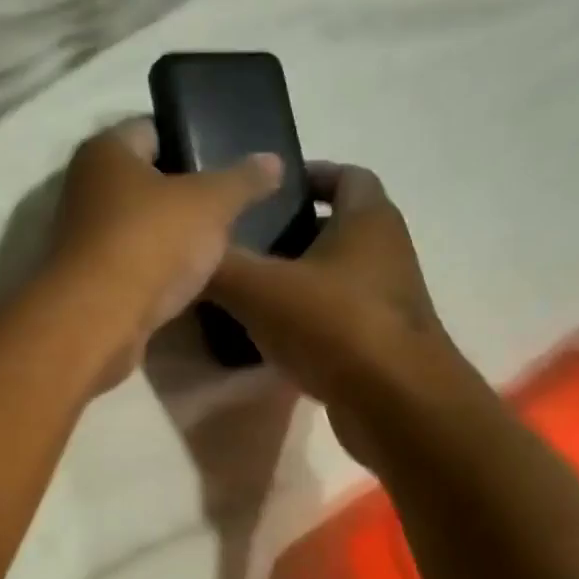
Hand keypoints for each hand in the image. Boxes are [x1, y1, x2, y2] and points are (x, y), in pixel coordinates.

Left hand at [45, 118, 280, 389]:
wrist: (98, 323)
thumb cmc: (150, 243)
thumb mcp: (211, 203)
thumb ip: (243, 180)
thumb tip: (273, 161)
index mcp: (105, 151)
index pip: (152, 129)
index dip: (192, 138)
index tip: (229, 159)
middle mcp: (85, 188)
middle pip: (145, 180)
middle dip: (185, 192)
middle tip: (231, 204)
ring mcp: (83, 238)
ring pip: (139, 226)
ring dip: (171, 235)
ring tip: (219, 244)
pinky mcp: (89, 281)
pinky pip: (133, 264)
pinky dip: (157, 269)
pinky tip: (190, 280)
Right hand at [209, 163, 469, 464]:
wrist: (396, 404)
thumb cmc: (334, 325)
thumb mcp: (260, 289)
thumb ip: (218, 265)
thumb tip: (181, 251)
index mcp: (367, 220)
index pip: (345, 175)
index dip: (307, 174)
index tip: (265, 189)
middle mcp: (385, 252)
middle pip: (335, 227)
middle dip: (289, 231)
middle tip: (241, 241)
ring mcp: (386, 299)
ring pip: (333, 275)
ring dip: (295, 277)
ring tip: (244, 288)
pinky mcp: (378, 341)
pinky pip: (334, 316)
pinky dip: (304, 317)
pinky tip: (266, 335)